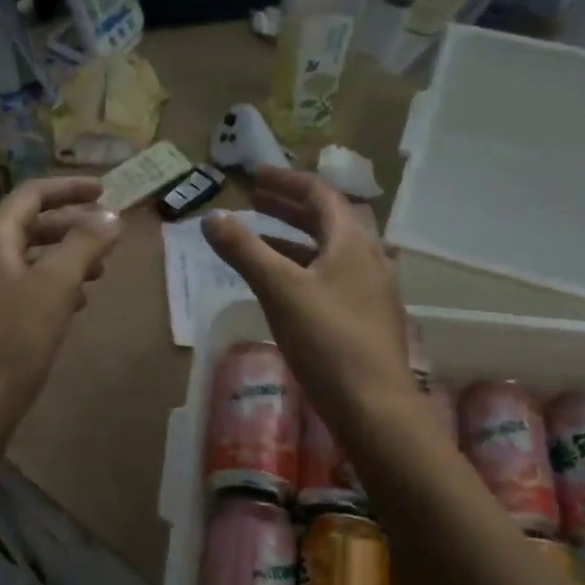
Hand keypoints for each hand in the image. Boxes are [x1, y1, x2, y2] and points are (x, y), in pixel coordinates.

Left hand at [0, 177, 120, 435]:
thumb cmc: (14, 341)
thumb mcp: (56, 287)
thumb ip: (84, 244)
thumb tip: (109, 216)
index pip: (31, 195)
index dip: (69, 189)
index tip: (105, 191)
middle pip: (28, 226)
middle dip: (71, 227)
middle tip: (108, 238)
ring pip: (26, 260)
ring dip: (64, 258)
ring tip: (98, 272)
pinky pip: (20, 287)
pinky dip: (49, 286)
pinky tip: (72, 306)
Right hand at [202, 167, 413, 427]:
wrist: (374, 407)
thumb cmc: (327, 341)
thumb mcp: (279, 290)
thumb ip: (244, 250)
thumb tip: (210, 217)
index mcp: (353, 242)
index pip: (320, 194)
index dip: (286, 181)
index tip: (254, 176)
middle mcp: (369, 258)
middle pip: (328, 220)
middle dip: (289, 207)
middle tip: (255, 200)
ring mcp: (371, 290)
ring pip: (330, 251)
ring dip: (295, 238)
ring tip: (261, 239)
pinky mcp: (366, 318)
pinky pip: (332, 278)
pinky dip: (304, 268)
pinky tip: (285, 286)